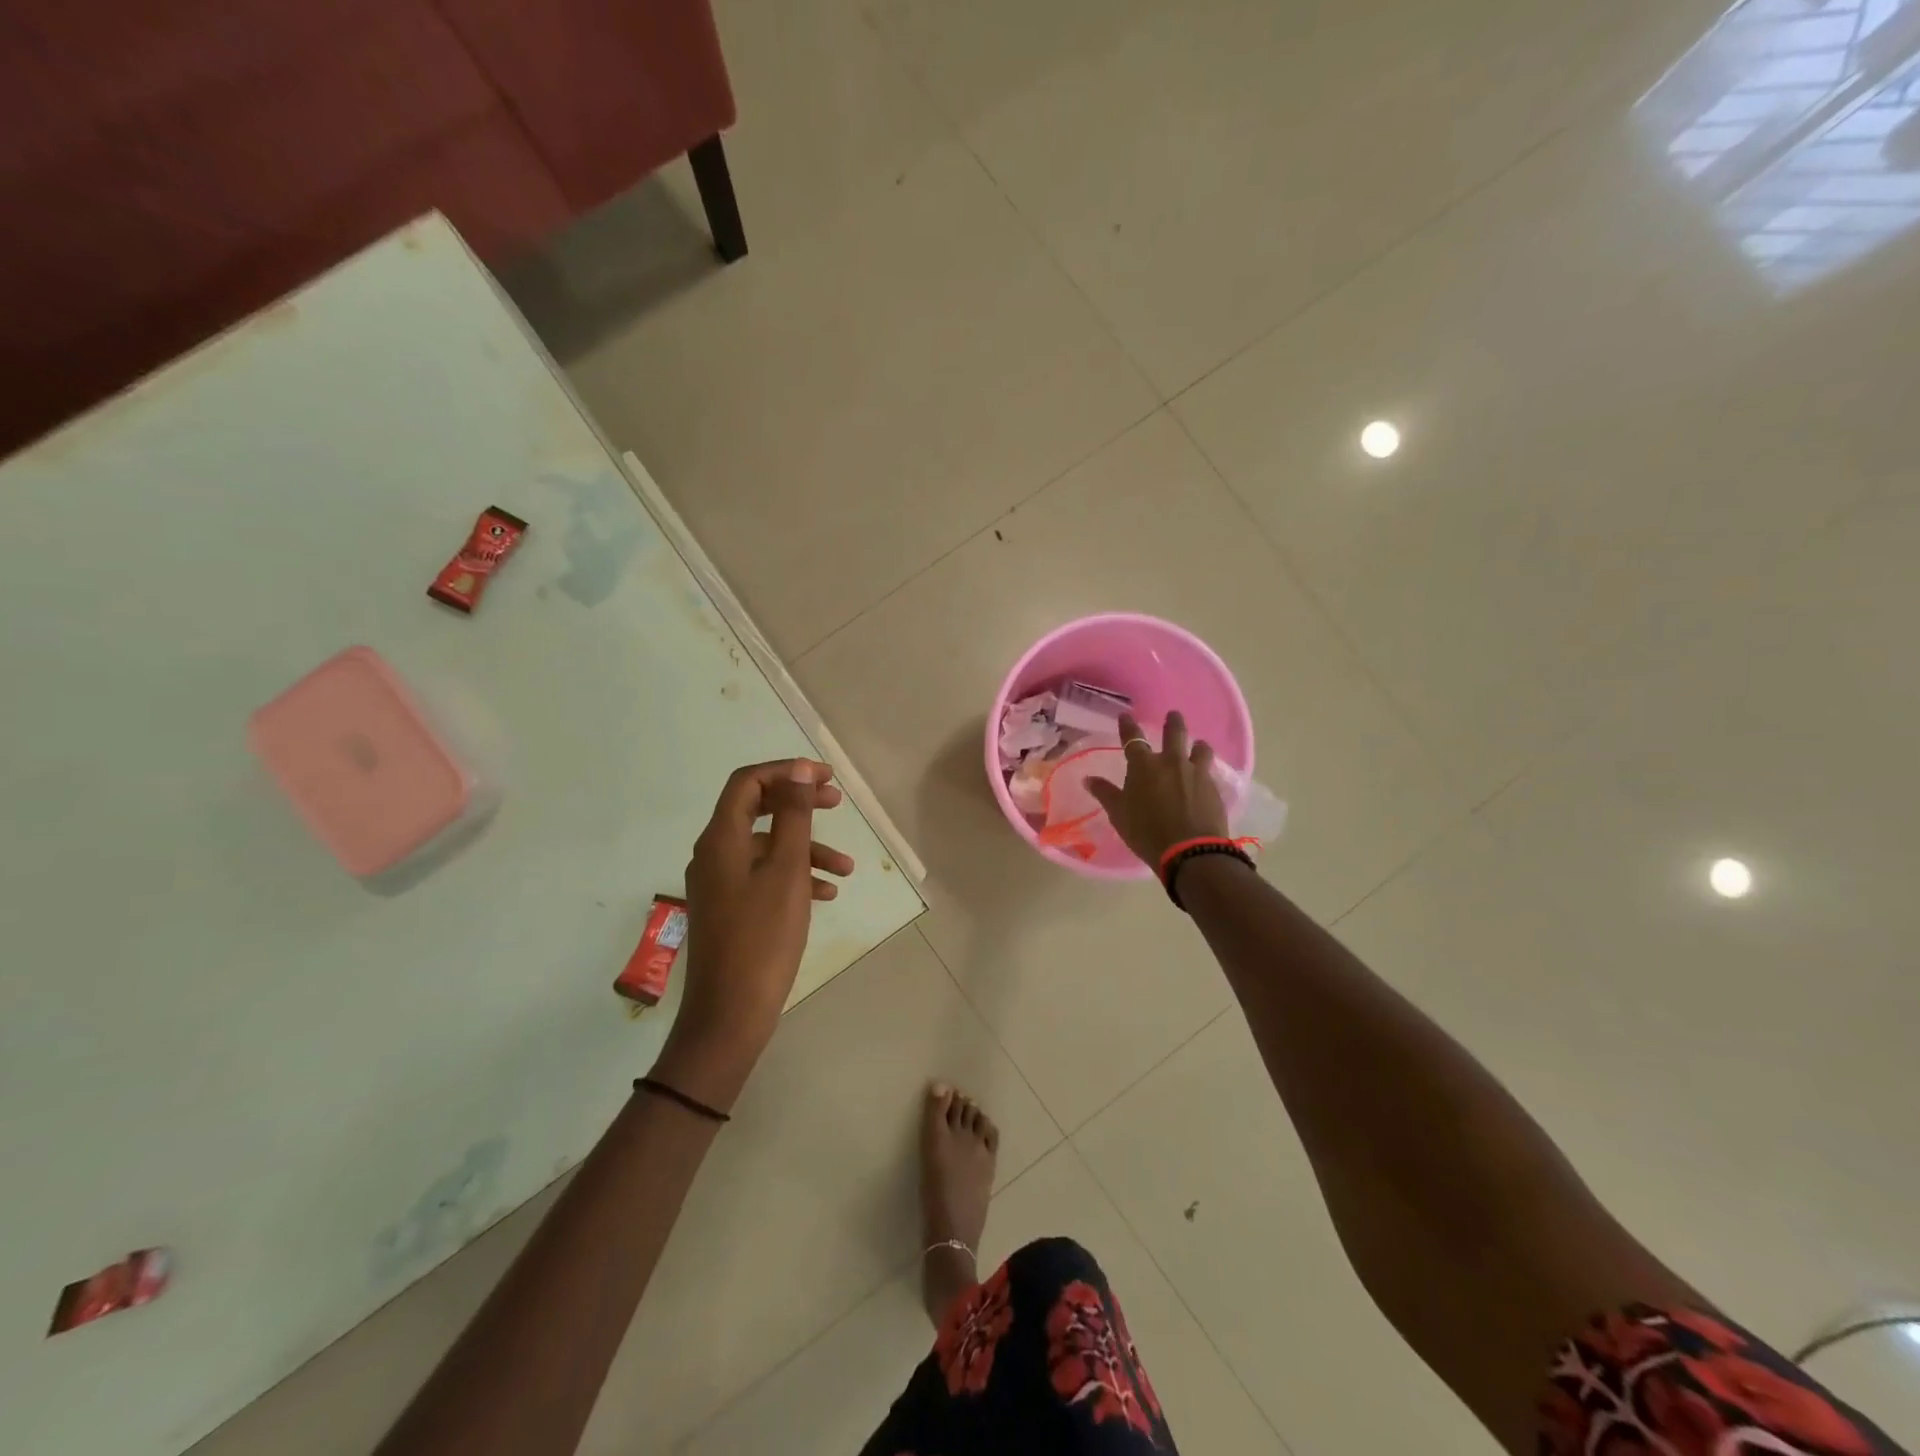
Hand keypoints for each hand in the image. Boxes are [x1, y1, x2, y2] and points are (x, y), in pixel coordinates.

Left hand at [654, 759, 853, 1109]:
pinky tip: (825, 895)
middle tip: (838, 802)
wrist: (729, 1013)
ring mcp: (719, 883)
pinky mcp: (728, 908)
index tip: (827, 778)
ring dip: (806, 849)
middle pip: (758, 810)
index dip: (787, 772)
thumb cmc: (763, 938)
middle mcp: (714, 854)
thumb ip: (795, 816)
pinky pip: (763, 877)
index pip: (748, 782)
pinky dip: (794, 876)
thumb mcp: (787, 871)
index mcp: (721, 839)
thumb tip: (798, 770)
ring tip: (846, 868)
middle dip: (799, 804)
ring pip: (767, 848)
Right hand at [1086, 711, 1228, 867]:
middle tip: (1174, 715)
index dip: (1128, 726)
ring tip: (1198, 746)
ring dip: (1197, 745)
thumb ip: (1105, 794)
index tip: (1125, 716)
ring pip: (1200, 749)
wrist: (1190, 851)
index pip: (1133, 738)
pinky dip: (1205, 770)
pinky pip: (1210, 771)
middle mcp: (1171, 762)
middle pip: (1175, 733)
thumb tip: (1088, 779)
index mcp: (1144, 766)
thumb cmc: (1146, 832)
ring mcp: (1196, 773)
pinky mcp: (1214, 788)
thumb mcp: (1119, 815)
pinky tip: (1205, 777)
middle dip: (1173, 722)